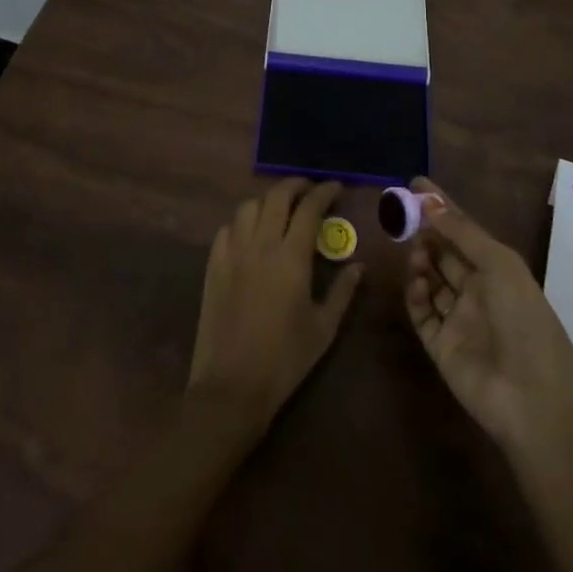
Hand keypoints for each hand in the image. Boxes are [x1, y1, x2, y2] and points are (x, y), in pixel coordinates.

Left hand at [188, 178, 361, 434]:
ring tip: (281, 209)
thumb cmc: (285, 360)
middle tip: (309, 189)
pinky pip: (227, 228)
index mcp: (291, 258)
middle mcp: (260, 245)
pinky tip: (251, 233)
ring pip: (248, 207)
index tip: (335, 187)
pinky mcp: (213, 266)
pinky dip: (242, 221)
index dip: (323, 192)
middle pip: (276, 197)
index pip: (309, 209)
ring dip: (267, 200)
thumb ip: (343, 292)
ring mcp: (233, 253)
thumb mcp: (323, 329)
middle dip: (295, 185)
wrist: (231, 386)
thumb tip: (359, 265)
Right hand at [405, 177, 572, 452]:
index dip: (441, 207)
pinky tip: (416, 282)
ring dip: (421, 261)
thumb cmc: (523, 319)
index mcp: (498, 270)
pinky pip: (422, 312)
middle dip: (426, 232)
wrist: (532, 397)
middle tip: (403, 215)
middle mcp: (477, 291)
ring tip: (414, 250)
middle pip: (445, 253)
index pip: (464, 230)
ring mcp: (458, 319)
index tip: (415, 184)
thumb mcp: (499, 264)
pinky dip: (415, 294)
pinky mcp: (441, 345)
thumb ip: (463, 232)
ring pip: (431, 280)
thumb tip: (429, 202)